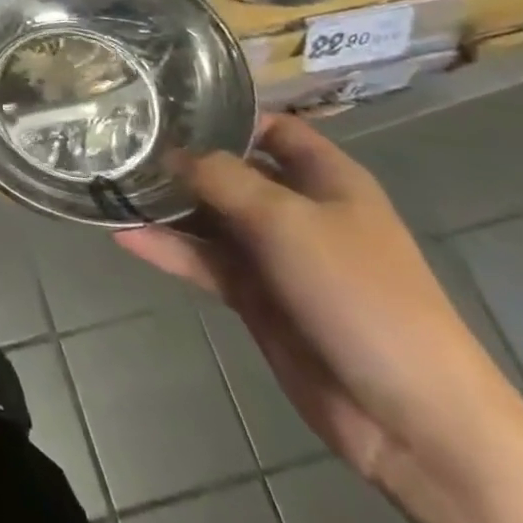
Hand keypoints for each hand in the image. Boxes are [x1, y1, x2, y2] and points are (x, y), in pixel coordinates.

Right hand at [118, 115, 522, 489]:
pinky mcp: (256, 299)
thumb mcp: (287, 220)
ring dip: (167, 207)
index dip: (228, 114)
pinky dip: (169, 251)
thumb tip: (171, 152)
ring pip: (211, 219)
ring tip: (111, 187)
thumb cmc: (360, 294)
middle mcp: (299, 211)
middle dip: (182, 159)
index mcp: (327, 180)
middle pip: (232, 171)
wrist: (411, 418)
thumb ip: (223, 178)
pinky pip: (205, 263)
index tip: (168, 105)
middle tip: (121, 142)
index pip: (274, 128)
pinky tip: (125, 236)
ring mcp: (276, 257)